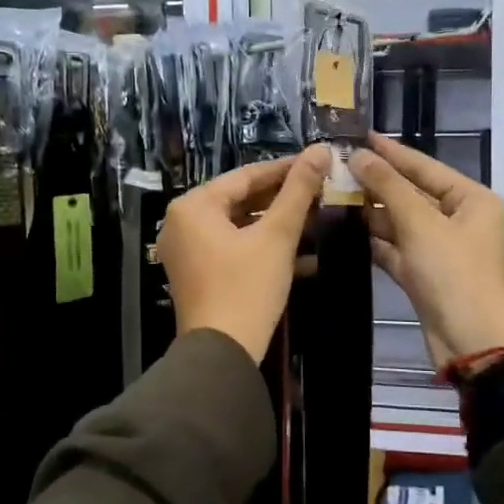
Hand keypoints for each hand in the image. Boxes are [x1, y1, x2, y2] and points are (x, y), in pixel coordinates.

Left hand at [159, 146, 330, 361]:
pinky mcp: (198, 274)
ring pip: (239, 226)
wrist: (222, 354)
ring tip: (316, 217)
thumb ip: (298, 190)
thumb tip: (320, 149)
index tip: (318, 162)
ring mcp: (187, 251)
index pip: (246, 176)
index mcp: (193, 206)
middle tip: (320, 191)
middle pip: (240, 200)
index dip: (285, 169)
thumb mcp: (277, 236)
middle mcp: (182, 223)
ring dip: (276, 224)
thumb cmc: (247, 287)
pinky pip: (233, 248)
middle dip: (282, 198)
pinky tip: (302, 253)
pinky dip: (262, 247)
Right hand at [351, 132, 503, 371]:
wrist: (471, 343)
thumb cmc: (453, 273)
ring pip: (401, 222)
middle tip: (338, 167)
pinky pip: (397, 249)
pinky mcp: (425, 275)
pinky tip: (345, 229)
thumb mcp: (420, 224)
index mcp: (471, 200)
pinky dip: (375, 241)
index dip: (391, 152)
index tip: (360, 136)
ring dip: (372, 212)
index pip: (424, 167)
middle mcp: (459, 220)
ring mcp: (441, 249)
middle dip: (377, 183)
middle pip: (412, 194)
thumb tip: (358, 155)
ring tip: (333, 194)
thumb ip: (388, 186)